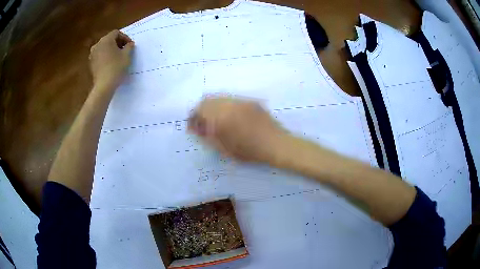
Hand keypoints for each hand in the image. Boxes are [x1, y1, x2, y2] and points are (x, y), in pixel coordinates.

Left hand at [89, 30, 134, 89]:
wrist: (104, 85)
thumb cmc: (116, 67)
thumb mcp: (127, 55)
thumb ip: (129, 46)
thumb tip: (130, 44)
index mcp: (106, 40)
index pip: (116, 33)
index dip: (125, 37)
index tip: (130, 45)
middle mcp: (97, 44)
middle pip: (109, 39)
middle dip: (117, 43)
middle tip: (125, 49)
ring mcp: (92, 54)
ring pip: (104, 47)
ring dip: (111, 49)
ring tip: (118, 56)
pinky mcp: (91, 63)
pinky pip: (100, 55)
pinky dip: (105, 56)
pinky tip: (111, 63)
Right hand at [188, 97, 287, 163]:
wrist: (277, 144)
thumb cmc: (250, 151)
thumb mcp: (225, 148)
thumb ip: (208, 136)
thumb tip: (197, 127)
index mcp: (221, 116)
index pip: (199, 110)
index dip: (193, 118)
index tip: (192, 127)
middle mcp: (230, 104)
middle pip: (207, 100)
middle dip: (201, 110)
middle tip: (202, 123)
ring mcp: (241, 101)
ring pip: (219, 98)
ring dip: (212, 107)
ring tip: (215, 121)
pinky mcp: (251, 101)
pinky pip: (232, 100)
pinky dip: (224, 107)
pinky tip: (230, 117)